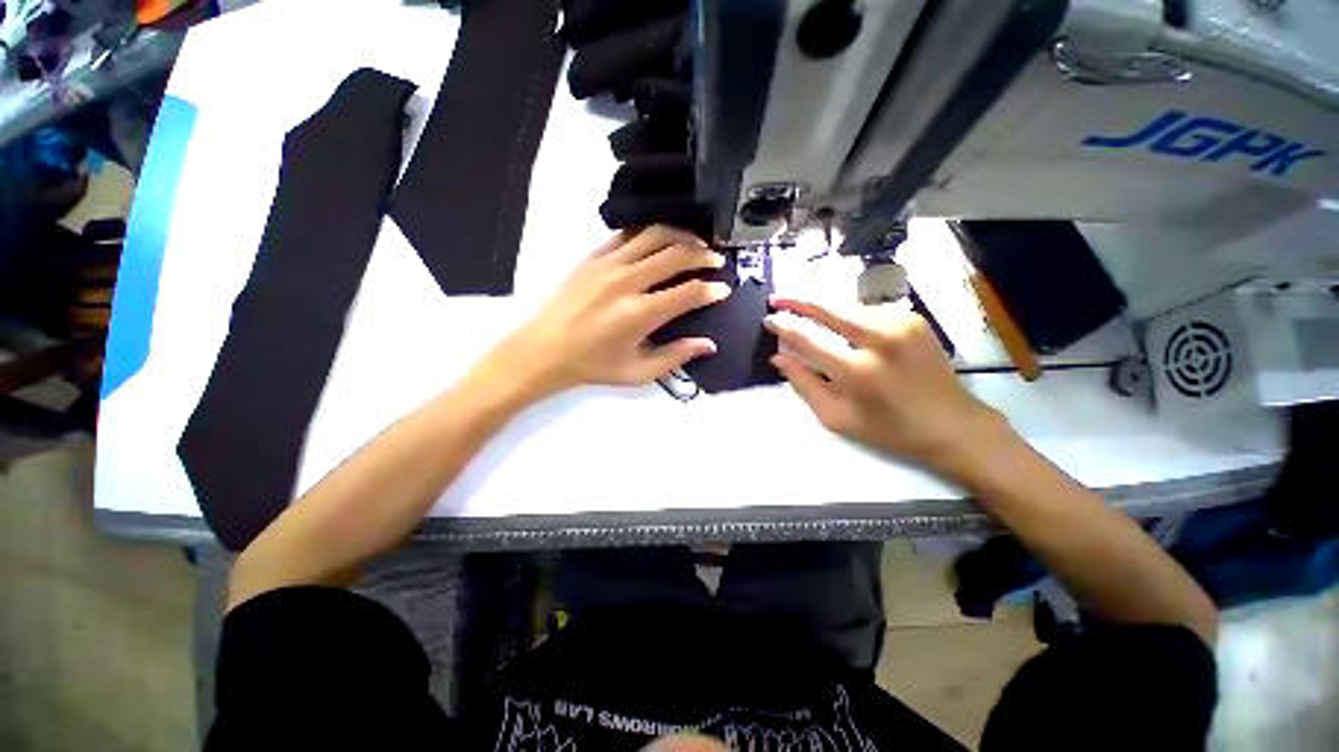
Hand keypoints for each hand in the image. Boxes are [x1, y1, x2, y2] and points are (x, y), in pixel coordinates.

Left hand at [484, 226, 729, 399]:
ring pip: (654, 235)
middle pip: (676, 255)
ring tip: (695, 243)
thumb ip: (676, 357)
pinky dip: (650, 233)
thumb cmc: (593, 366)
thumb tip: (709, 344)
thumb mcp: (638, 372)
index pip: (688, 292)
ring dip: (681, 236)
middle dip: (703, 255)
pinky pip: (628, 234)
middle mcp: (627, 281)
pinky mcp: (593, 256)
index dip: (711, 290)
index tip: (723, 290)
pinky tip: (660, 241)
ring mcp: (608, 264)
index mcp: (640, 314)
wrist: (544, 350)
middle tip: (717, 260)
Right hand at [765, 296, 1010, 477]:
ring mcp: (900, 324)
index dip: (783, 325)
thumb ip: (803, 384)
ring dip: (822, 306)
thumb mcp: (836, 417)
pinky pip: (867, 309)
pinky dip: (847, 313)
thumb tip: (778, 357)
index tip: (768, 319)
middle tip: (776, 297)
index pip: (807, 337)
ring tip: (803, 309)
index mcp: (856, 371)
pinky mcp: (912, 318)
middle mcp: (878, 339)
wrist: (952, 424)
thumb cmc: (888, 429)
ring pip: (846, 304)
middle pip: (827, 307)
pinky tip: (838, 322)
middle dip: (797, 299)